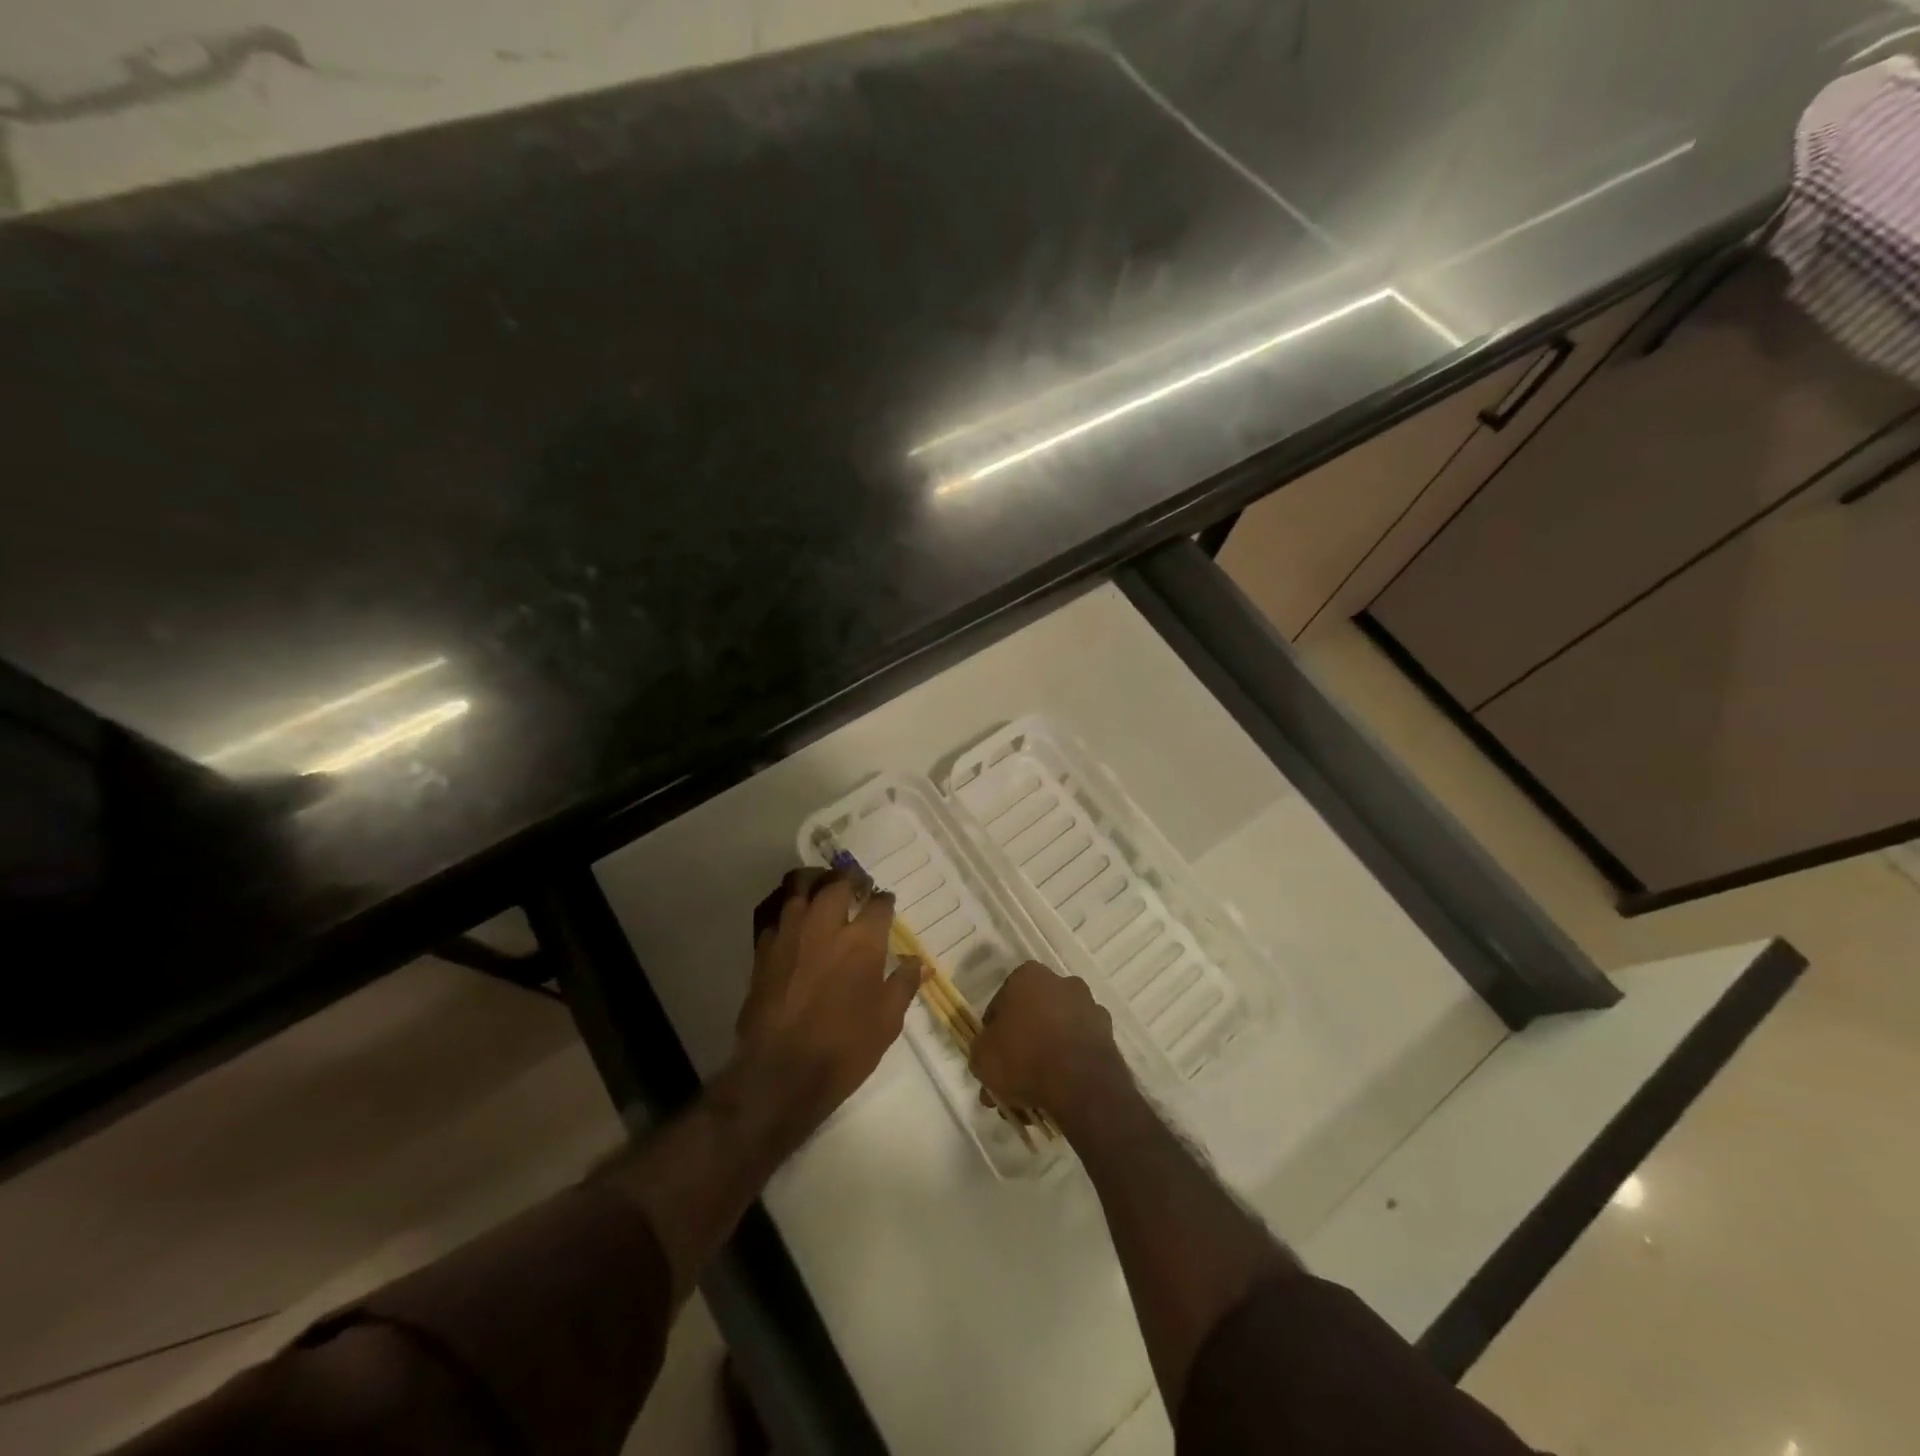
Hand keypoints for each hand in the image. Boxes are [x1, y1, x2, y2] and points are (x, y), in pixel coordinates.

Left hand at [727, 867, 925, 1146]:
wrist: (780, 1073)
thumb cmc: (844, 1049)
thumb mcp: (887, 1021)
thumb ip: (903, 985)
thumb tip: (919, 962)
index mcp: (862, 941)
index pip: (878, 904)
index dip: (884, 900)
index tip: (885, 903)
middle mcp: (826, 926)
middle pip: (838, 883)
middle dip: (851, 879)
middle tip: (857, 885)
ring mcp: (791, 933)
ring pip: (800, 885)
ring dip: (815, 879)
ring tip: (823, 885)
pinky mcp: (763, 948)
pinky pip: (773, 910)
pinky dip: (785, 904)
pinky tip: (792, 913)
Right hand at [970, 962, 1131, 1128]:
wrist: (1081, 1084)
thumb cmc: (1024, 1058)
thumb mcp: (982, 1057)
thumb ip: (981, 1050)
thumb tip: (988, 1054)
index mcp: (1029, 976)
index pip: (1002, 1003)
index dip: (993, 1032)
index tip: (991, 1057)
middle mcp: (1062, 983)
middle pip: (1032, 1017)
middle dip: (1020, 1048)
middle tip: (1009, 1082)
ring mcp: (1089, 1008)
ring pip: (1056, 1034)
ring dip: (1044, 1059)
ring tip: (1032, 1098)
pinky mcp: (1108, 1035)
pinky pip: (1078, 1050)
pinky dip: (1068, 1067)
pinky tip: (1056, 1096)